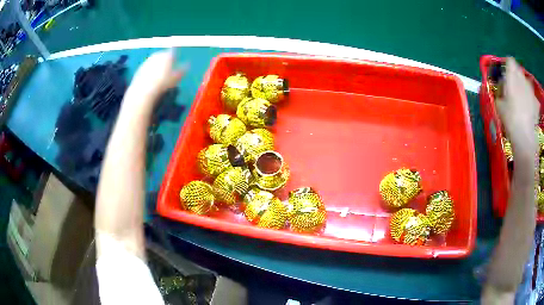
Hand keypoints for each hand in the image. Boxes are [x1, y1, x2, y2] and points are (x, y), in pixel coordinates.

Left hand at [125, 49, 185, 110]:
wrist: (143, 90)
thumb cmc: (162, 83)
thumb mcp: (176, 78)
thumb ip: (182, 70)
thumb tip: (188, 65)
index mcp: (167, 55)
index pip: (173, 52)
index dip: (175, 57)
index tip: (176, 62)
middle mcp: (157, 55)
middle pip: (163, 56)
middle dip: (165, 61)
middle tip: (167, 70)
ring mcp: (147, 61)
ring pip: (154, 61)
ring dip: (157, 66)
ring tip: (159, 76)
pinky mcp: (140, 68)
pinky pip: (147, 68)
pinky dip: (149, 72)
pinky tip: (151, 80)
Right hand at [496, 58, 539, 152]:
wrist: (525, 138)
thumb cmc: (510, 119)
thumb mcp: (499, 105)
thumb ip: (500, 92)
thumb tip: (502, 87)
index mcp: (512, 76)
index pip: (510, 61)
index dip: (508, 65)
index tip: (506, 74)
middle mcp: (522, 79)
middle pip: (519, 70)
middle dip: (516, 76)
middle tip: (513, 89)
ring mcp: (531, 90)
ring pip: (526, 83)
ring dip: (524, 87)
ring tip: (522, 100)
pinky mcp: (536, 102)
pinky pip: (532, 96)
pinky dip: (530, 100)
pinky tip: (529, 111)